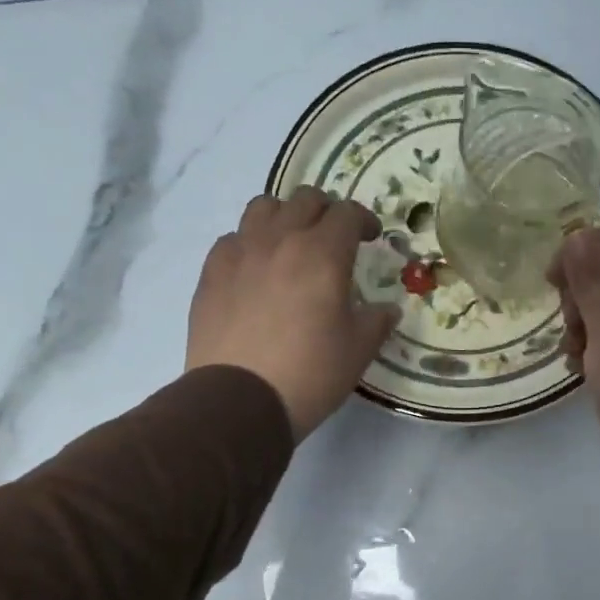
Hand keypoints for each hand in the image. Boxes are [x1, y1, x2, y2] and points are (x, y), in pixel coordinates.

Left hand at [186, 189, 397, 439]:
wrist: (240, 400)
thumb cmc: (310, 373)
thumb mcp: (358, 350)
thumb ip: (377, 321)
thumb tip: (387, 309)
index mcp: (323, 254)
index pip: (347, 213)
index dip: (364, 220)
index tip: (371, 238)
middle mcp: (280, 240)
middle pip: (305, 199)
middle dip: (327, 211)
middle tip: (335, 238)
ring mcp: (240, 252)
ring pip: (263, 207)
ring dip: (285, 216)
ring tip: (292, 243)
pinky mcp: (211, 272)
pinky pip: (232, 238)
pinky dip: (250, 242)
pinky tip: (256, 270)